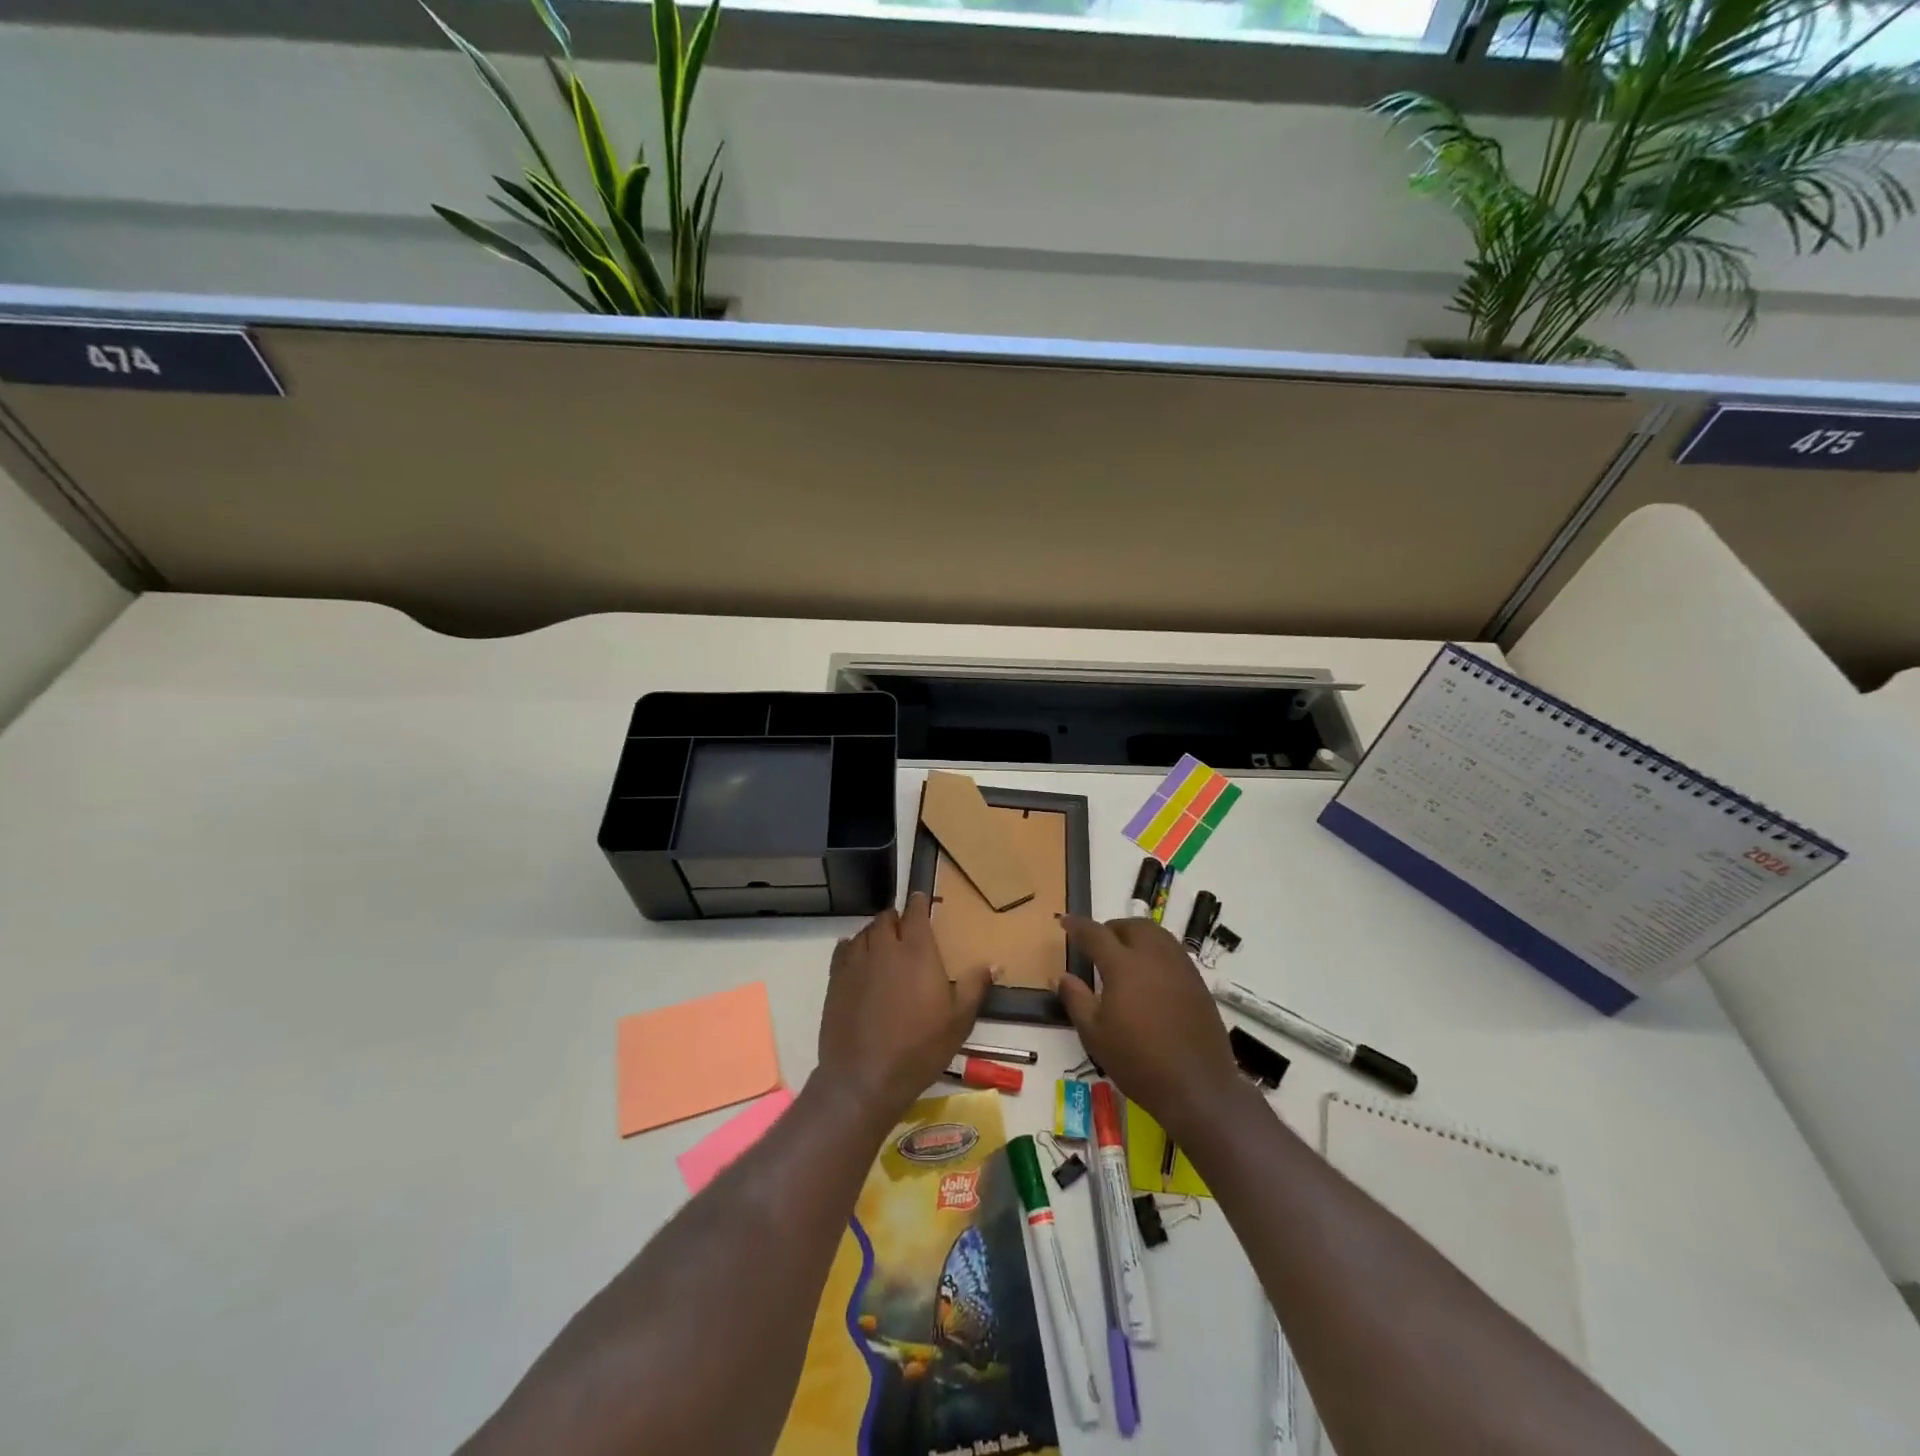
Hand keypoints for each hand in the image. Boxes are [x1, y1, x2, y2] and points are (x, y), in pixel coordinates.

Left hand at [815, 892, 995, 1126]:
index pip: (915, 912)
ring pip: (864, 932)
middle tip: (905, 930)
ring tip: (883, 945)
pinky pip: (843, 950)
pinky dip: (853, 947)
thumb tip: (995, 963)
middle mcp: (884, 947)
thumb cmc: (920, 1048)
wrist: (865, 1077)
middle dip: (896, 918)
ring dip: (875, 933)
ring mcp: (856, 962)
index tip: (921, 899)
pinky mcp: (835, 979)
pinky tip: (858, 959)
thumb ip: (975, 986)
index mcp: (917, 951)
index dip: (918, 903)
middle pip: (886, 918)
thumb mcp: (959, 1020)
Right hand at [1056, 915, 1243, 1139]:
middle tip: (1098, 943)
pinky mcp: (1198, 982)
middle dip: (1112, 928)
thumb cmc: (1138, 1061)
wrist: (1197, 1086)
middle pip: (1132, 926)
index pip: (1096, 934)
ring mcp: (1180, 967)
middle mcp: (1153, 957)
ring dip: (1136, 935)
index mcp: (1123, 965)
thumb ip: (1076, 1000)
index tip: (1065, 921)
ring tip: (1125, 954)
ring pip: (1156, 934)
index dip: (1078, 925)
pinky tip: (1151, 975)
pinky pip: (1173, 952)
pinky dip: (1156, 951)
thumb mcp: (1094, 1035)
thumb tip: (1064, 976)